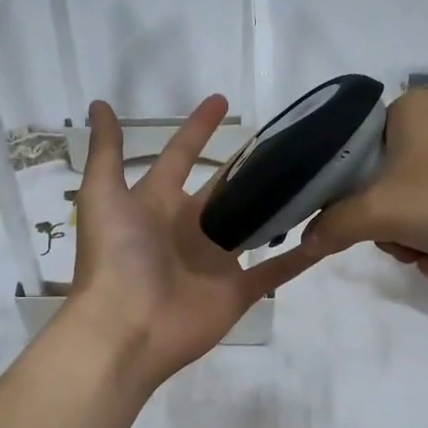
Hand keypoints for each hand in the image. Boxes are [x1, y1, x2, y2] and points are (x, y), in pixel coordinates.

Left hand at [68, 95, 322, 387]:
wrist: (125, 327)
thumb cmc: (115, 257)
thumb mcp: (102, 195)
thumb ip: (106, 151)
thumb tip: (99, 105)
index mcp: (158, 203)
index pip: (180, 157)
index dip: (198, 130)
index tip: (223, 100)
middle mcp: (189, 228)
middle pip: (224, 191)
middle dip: (248, 168)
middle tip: (285, 141)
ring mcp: (215, 261)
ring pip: (254, 227)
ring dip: (279, 207)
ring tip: (314, 177)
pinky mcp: (237, 290)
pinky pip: (274, 271)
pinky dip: (300, 257)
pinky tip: (327, 235)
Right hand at [301, 88, 427, 291]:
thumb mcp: (385, 212)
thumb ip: (335, 225)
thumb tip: (304, 241)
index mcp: (407, 110)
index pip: (353, 157)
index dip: (350, 202)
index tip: (365, 232)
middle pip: (389, 190)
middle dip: (400, 236)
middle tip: (413, 254)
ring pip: (425, 210)